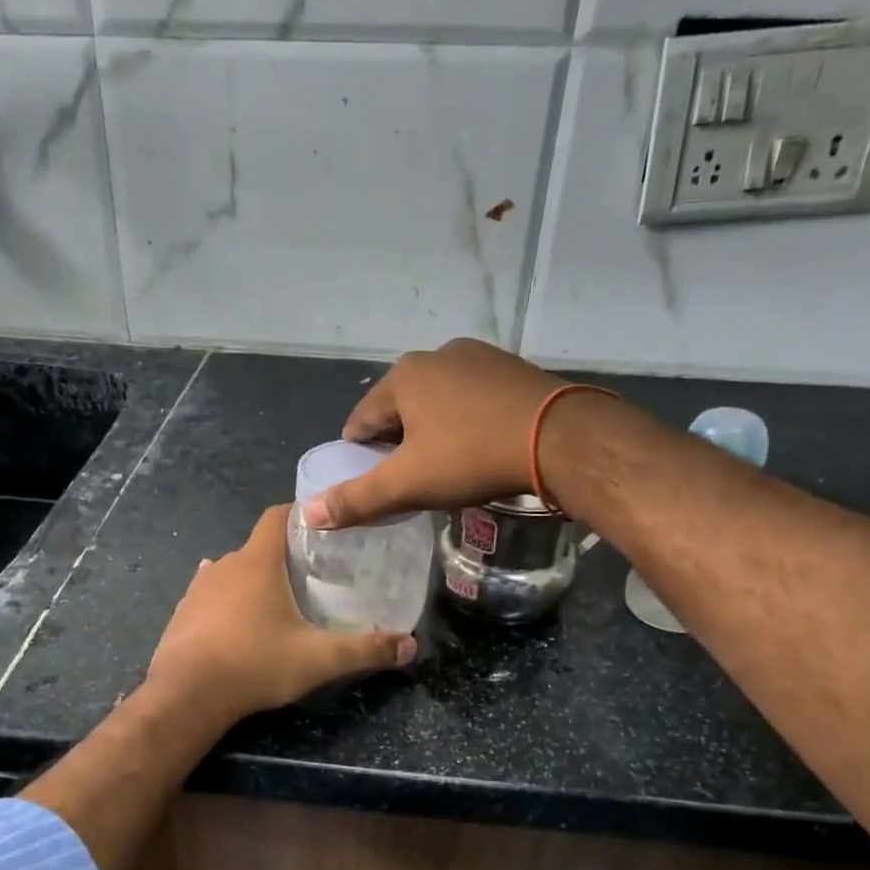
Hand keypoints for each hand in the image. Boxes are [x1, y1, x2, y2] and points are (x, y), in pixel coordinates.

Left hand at [146, 505, 416, 723]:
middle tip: (312, 577)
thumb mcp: (318, 659)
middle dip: (283, 557)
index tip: (323, 531)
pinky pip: (209, 597)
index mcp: (257, 562)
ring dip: (253, 581)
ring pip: (231, 572)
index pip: (276, 516)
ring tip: (278, 602)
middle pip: (257, 547)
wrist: (187, 696)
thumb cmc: (255, 664)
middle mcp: (224, 565)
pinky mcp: (181, 614)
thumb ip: (365, 650)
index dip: (299, 516)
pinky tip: (238, 621)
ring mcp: (197, 589)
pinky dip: (227, 602)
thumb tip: (410, 647)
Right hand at [301, 338, 577, 528]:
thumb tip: (309, 514)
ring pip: (437, 401)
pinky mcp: (511, 367)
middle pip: (399, 408)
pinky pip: (471, 397)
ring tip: (448, 466)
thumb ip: (357, 499)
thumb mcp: (408, 484)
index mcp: (403, 377)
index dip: (361, 457)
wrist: (560, 438)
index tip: (376, 484)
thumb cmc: (472, 458)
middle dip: (398, 443)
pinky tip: (480, 446)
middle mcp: (436, 355)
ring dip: (432, 430)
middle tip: (413, 480)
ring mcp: (477, 356)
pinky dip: (465, 420)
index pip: (361, 421)